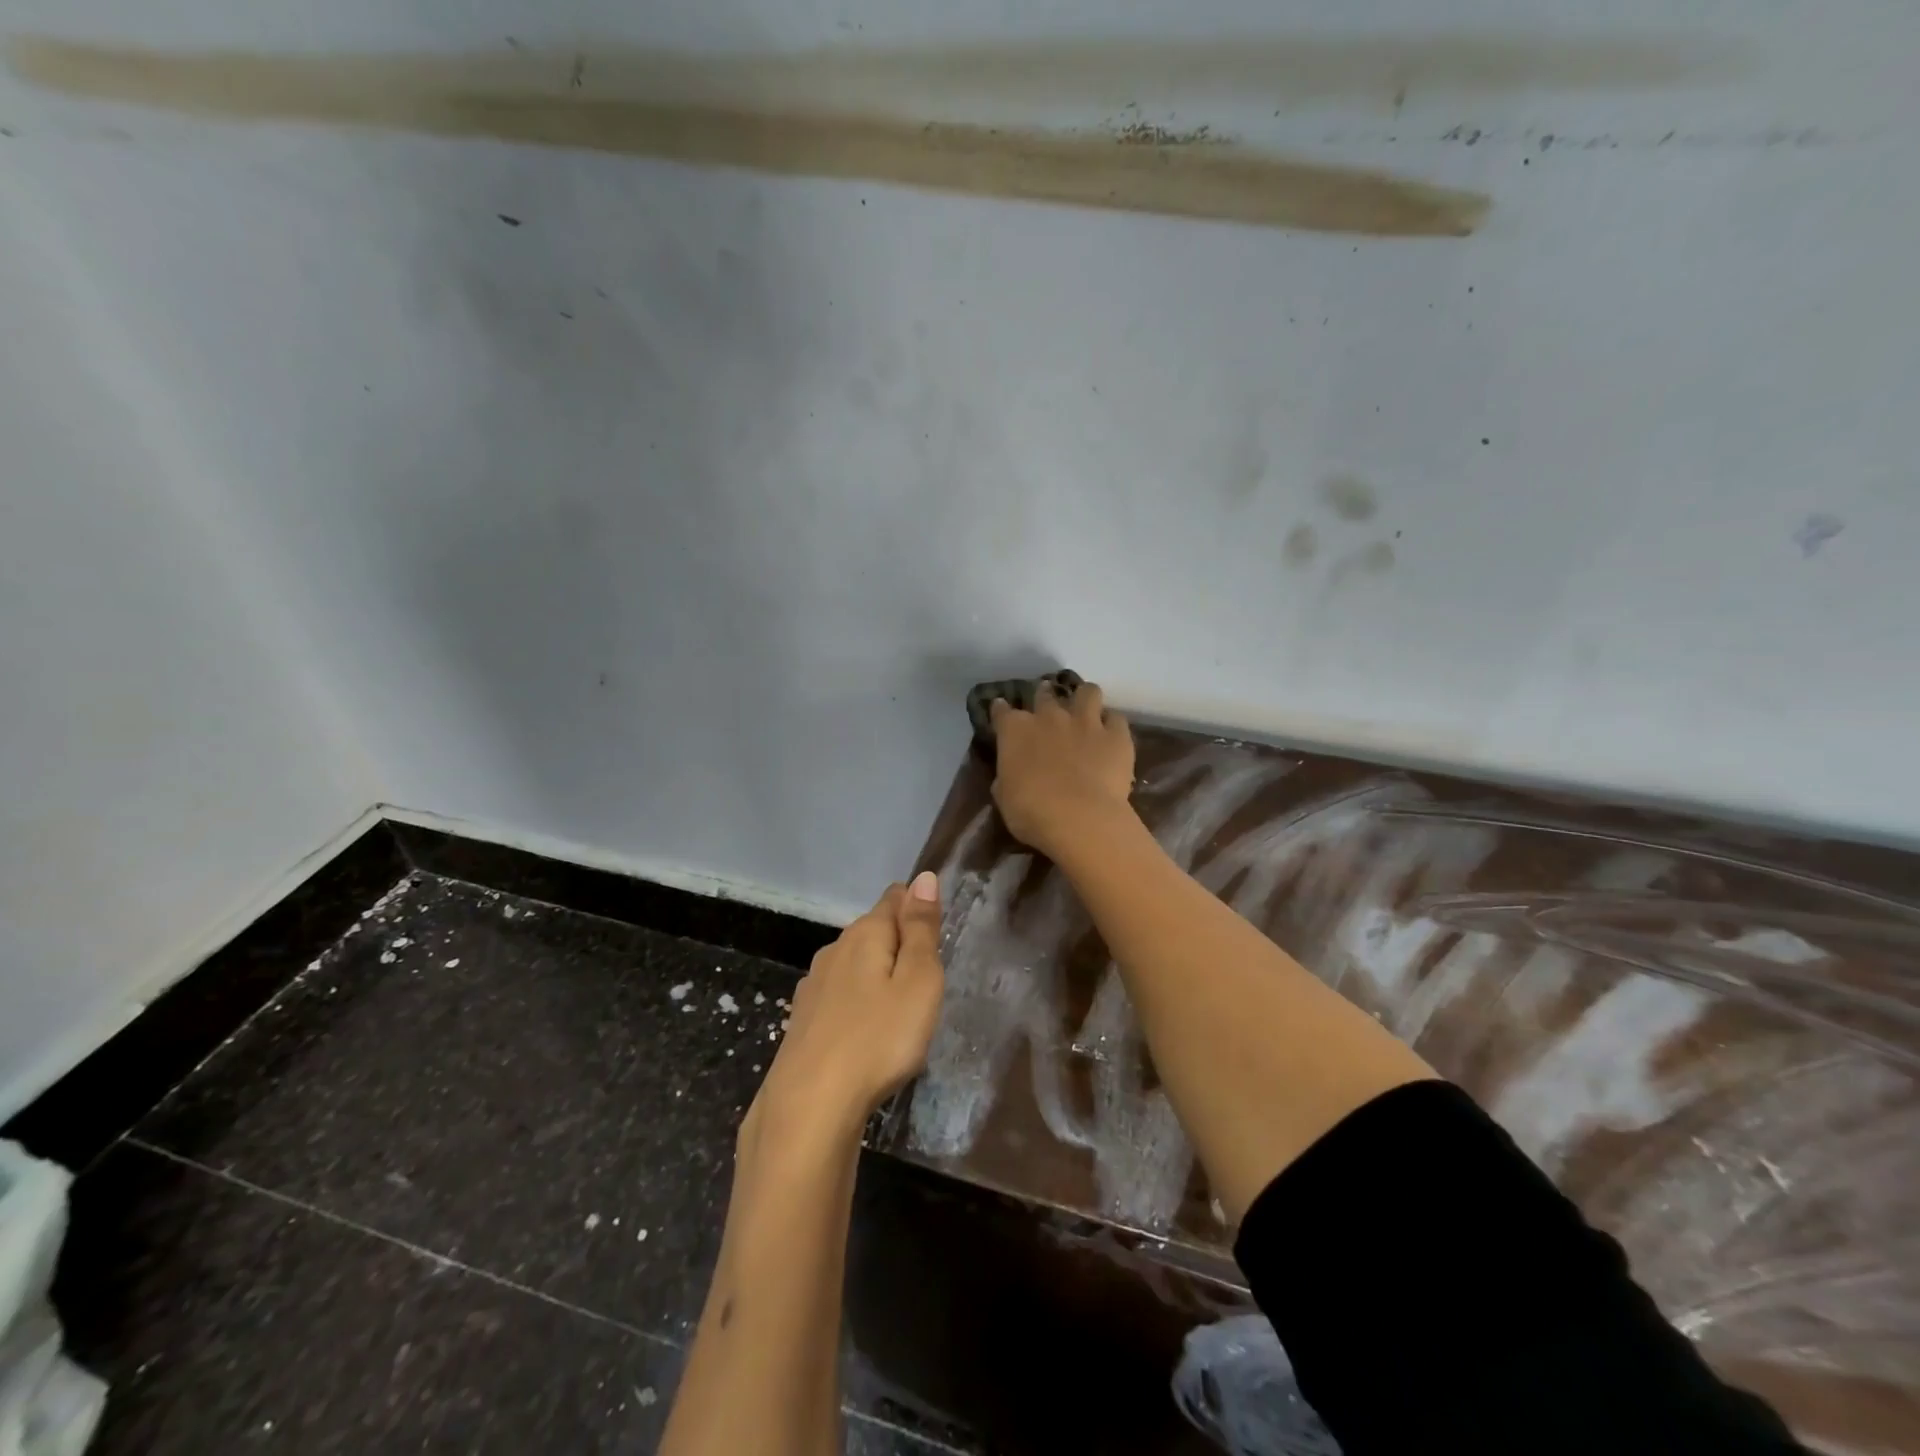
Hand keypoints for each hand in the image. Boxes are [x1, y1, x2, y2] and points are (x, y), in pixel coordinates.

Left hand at [738, 874, 944, 1165]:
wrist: (810, 1106)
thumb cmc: (878, 1039)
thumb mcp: (918, 982)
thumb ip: (922, 929)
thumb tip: (924, 878)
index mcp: (865, 934)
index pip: (895, 897)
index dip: (918, 908)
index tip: (936, 937)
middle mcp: (835, 949)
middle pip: (874, 929)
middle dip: (899, 943)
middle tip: (926, 979)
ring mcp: (814, 985)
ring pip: (855, 963)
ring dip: (877, 975)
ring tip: (900, 1007)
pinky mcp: (803, 1019)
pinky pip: (840, 995)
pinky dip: (858, 1002)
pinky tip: (865, 1031)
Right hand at [989, 680, 1135, 856]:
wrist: (1079, 818)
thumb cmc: (1032, 812)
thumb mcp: (1005, 797)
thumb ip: (1007, 777)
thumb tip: (1011, 773)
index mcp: (1016, 731)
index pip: (1002, 711)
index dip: (1001, 710)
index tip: (1001, 710)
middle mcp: (1049, 717)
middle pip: (1045, 694)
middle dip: (1044, 697)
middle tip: (1047, 708)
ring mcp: (1086, 722)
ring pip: (1088, 692)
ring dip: (1085, 698)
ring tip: (1085, 709)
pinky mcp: (1116, 736)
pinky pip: (1117, 719)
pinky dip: (1113, 724)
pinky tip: (1111, 734)